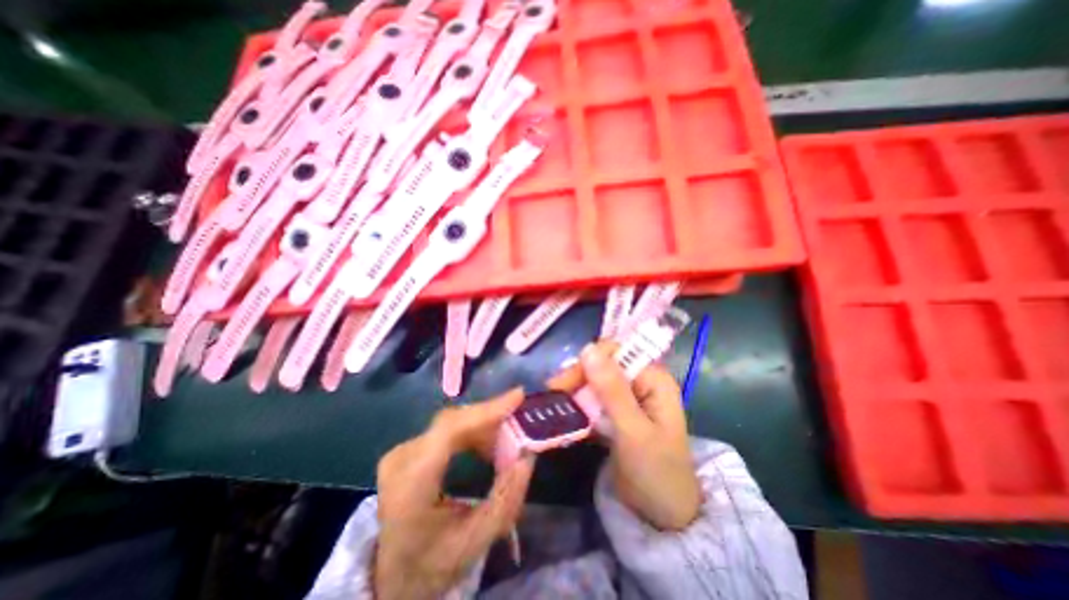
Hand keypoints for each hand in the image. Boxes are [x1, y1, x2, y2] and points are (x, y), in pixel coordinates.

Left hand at [376, 389, 539, 598]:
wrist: (396, 576)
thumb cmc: (435, 562)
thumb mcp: (478, 540)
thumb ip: (507, 497)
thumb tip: (527, 454)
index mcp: (410, 485)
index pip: (449, 430)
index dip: (485, 410)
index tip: (518, 397)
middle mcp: (401, 458)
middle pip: (452, 421)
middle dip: (490, 418)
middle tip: (519, 422)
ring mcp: (401, 451)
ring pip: (451, 422)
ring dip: (482, 426)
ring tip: (505, 442)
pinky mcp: (409, 449)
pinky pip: (447, 428)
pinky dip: (472, 432)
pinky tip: (486, 445)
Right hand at [552, 343, 703, 529]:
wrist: (663, 518)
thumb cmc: (656, 473)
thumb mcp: (633, 431)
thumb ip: (612, 390)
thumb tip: (588, 348)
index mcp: (654, 379)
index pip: (616, 353)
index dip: (589, 362)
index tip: (565, 382)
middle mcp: (641, 381)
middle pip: (603, 365)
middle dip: (579, 378)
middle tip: (554, 394)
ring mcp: (628, 397)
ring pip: (595, 382)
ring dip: (576, 391)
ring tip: (556, 405)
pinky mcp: (617, 412)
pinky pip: (594, 399)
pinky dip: (580, 405)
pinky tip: (566, 414)